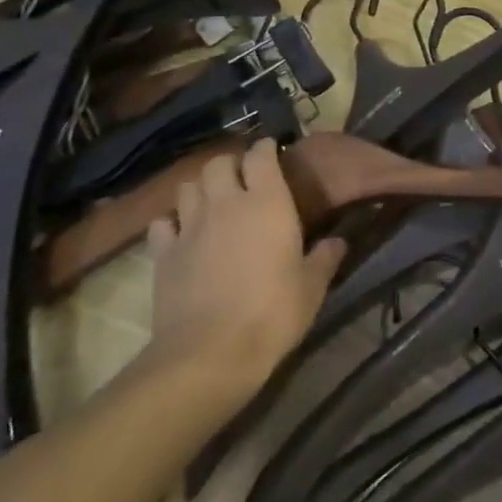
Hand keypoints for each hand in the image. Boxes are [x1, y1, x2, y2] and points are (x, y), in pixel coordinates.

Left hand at [140, 140, 346, 400]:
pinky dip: (171, 221)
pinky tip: (181, 233)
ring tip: (211, 201)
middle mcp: (226, 203)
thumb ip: (325, 258)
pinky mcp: (163, 253)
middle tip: (241, 179)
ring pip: (188, 186)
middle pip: (218, 163)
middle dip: (230, 165)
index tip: (270, 150)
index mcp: (267, 202)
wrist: (210, 353)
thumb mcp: (312, 287)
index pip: (260, 155)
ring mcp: (190, 226)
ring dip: (201, 188)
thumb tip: (339, 241)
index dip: (264, 148)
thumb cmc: (273, 313)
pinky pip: (162, 222)